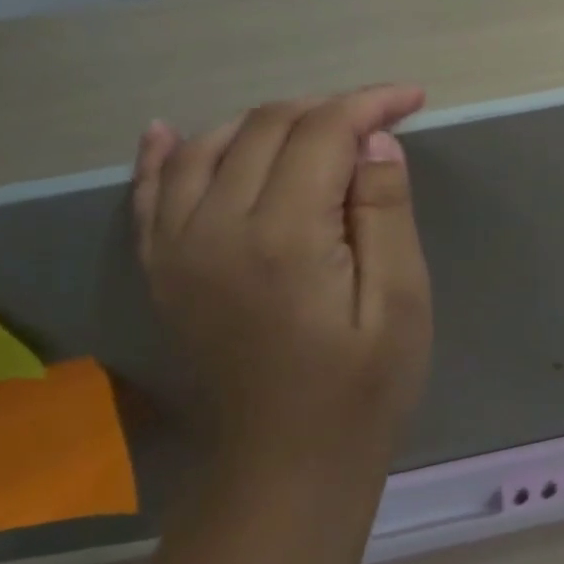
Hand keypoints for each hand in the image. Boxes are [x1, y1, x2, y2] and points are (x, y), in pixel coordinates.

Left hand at [131, 86, 431, 471]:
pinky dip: (165, 153)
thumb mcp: (401, 300)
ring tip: (319, 128)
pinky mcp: (162, 270)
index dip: (370, 104)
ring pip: (210, 145)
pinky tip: (168, 130)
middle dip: (328, 109)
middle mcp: (215, 228)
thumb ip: (386, 212)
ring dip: (267, 121)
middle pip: (267, 127)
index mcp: (283, 236)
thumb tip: (377, 140)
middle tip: (380, 122)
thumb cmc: (364, 386)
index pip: (322, 132)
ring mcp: (176, 249)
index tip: (413, 99)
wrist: (288, 464)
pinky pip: (150, 192)